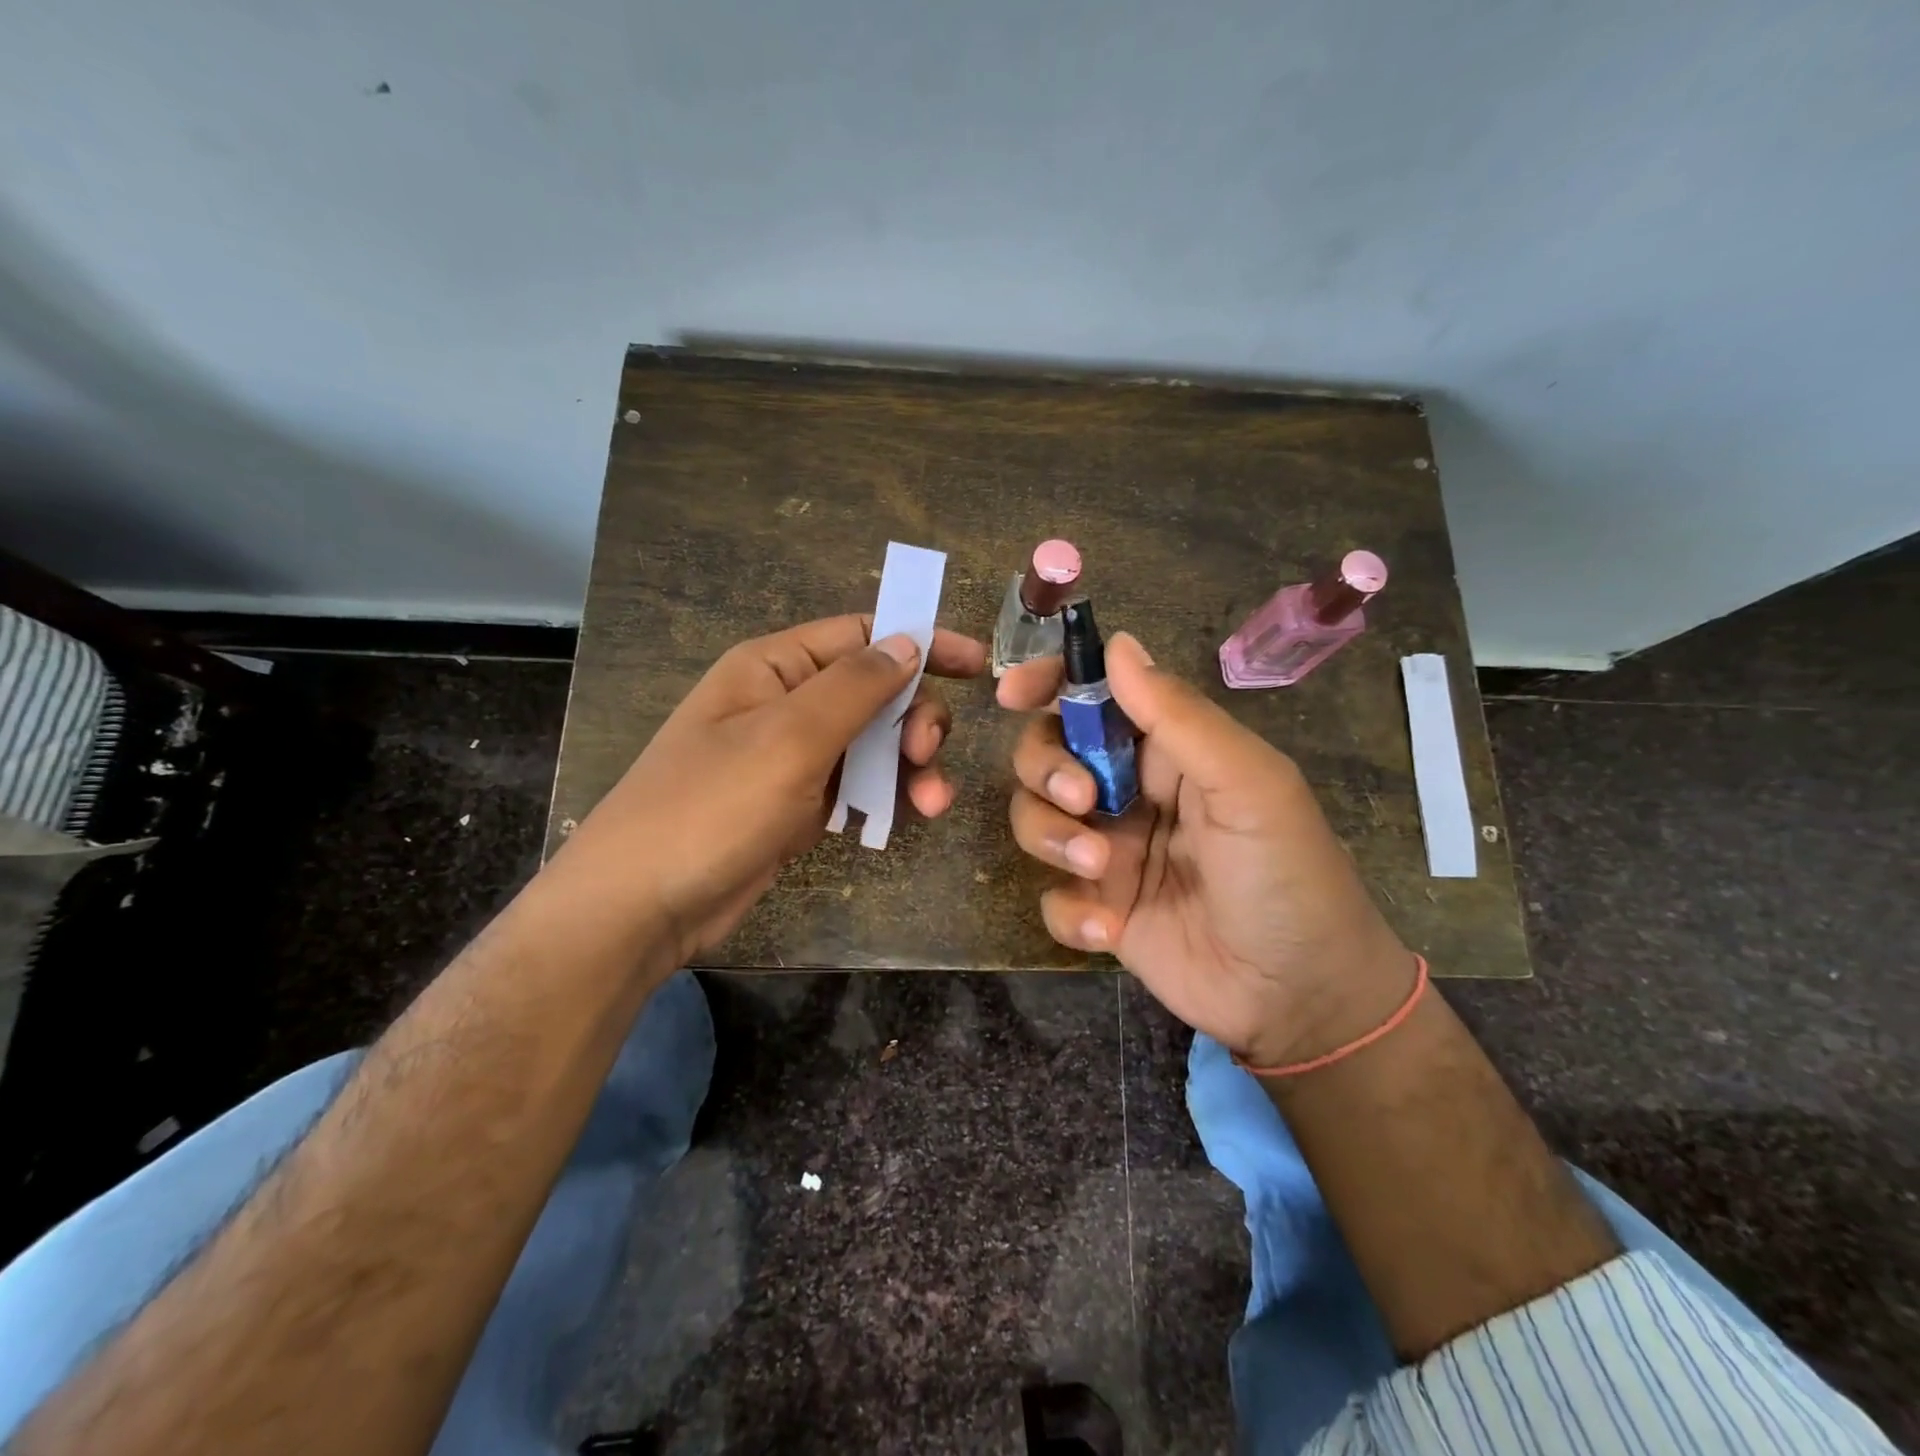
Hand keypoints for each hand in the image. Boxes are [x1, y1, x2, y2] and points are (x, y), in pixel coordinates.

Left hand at [563, 615, 985, 964]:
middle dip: (915, 719)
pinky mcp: (800, 806)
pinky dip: (888, 796)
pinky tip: (907, 817)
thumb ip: (855, 686)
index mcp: (775, 668)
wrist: (643, 906)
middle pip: (875, 692)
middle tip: (928, 754)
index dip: (921, 643)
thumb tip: (909, 642)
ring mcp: (794, 758)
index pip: (862, 635)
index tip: (976, 665)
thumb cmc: (711, 807)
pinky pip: (860, 786)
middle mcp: (787, 705)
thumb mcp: (788, 738)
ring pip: (874, 744)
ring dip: (911, 766)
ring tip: (932, 803)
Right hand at [998, 635, 1414, 1066]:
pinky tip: (1109, 930)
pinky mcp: (1099, 909)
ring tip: (1099, 870)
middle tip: (1083, 803)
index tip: (1013, 693)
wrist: (1301, 997)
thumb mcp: (1247, 785)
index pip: (1095, 698)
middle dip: (1047, 771)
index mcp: (1167, 751)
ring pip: (1035, 820)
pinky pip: (1052, 896)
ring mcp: (1110, 852)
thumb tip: (1117, 643)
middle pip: (1047, 755)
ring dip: (1051, 839)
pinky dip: (1070, 911)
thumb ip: (1179, 716)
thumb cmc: (1287, 875)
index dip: (1049, 685)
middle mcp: (1129, 793)